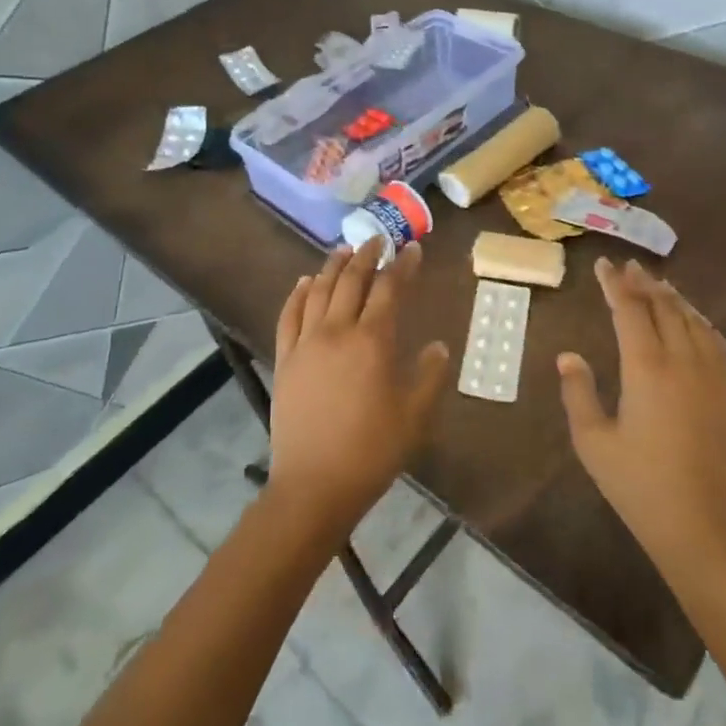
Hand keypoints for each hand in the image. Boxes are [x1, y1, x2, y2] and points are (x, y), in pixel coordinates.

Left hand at [265, 238, 449, 541]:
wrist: (314, 485)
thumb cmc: (371, 451)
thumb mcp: (415, 416)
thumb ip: (429, 376)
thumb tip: (439, 346)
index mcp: (372, 341)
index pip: (389, 289)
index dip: (402, 266)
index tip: (412, 249)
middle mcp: (337, 331)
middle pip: (351, 281)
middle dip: (367, 256)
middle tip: (378, 240)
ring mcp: (306, 343)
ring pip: (319, 291)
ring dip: (333, 266)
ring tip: (344, 250)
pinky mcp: (285, 359)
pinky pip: (289, 315)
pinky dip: (298, 293)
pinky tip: (305, 282)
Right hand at [558, 259, 725, 588]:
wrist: (702, 530)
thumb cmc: (638, 486)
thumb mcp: (592, 441)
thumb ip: (578, 392)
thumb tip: (569, 356)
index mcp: (647, 369)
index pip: (629, 310)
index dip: (615, 284)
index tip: (603, 265)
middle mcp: (685, 362)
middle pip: (664, 307)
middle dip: (644, 283)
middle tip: (628, 267)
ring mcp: (715, 378)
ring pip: (694, 321)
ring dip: (674, 299)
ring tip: (658, 285)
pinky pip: (720, 344)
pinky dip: (703, 324)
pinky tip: (696, 323)